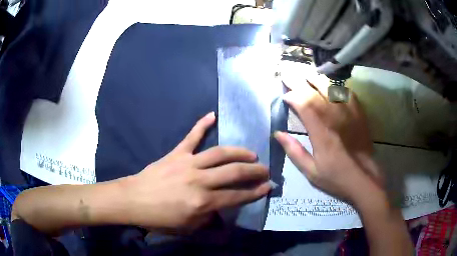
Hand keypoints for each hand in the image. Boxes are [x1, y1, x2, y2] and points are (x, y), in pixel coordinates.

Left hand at [124, 112, 270, 230]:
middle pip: (234, 172)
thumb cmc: (160, 218)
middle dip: (254, 171)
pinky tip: (213, 115)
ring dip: (239, 152)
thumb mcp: (188, 227)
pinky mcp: (176, 153)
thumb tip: (223, 209)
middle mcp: (199, 180)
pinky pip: (191, 136)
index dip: (255, 192)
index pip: (237, 196)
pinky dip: (202, 124)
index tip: (268, 186)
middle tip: (265, 169)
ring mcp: (188, 163)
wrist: (134, 200)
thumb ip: (209, 218)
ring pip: (220, 153)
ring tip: (251, 153)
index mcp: (202, 202)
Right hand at [275, 80, 382, 204]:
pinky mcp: (360, 115)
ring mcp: (350, 114)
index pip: (304, 105)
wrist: (364, 180)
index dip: (292, 97)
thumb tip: (278, 133)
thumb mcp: (311, 172)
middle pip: (316, 93)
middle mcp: (335, 118)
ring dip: (318, 80)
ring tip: (308, 75)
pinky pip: (348, 94)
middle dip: (299, 83)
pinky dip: (338, 88)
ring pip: (332, 89)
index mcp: (321, 133)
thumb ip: (294, 151)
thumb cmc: (336, 178)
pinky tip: (333, 88)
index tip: (284, 96)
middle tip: (289, 76)